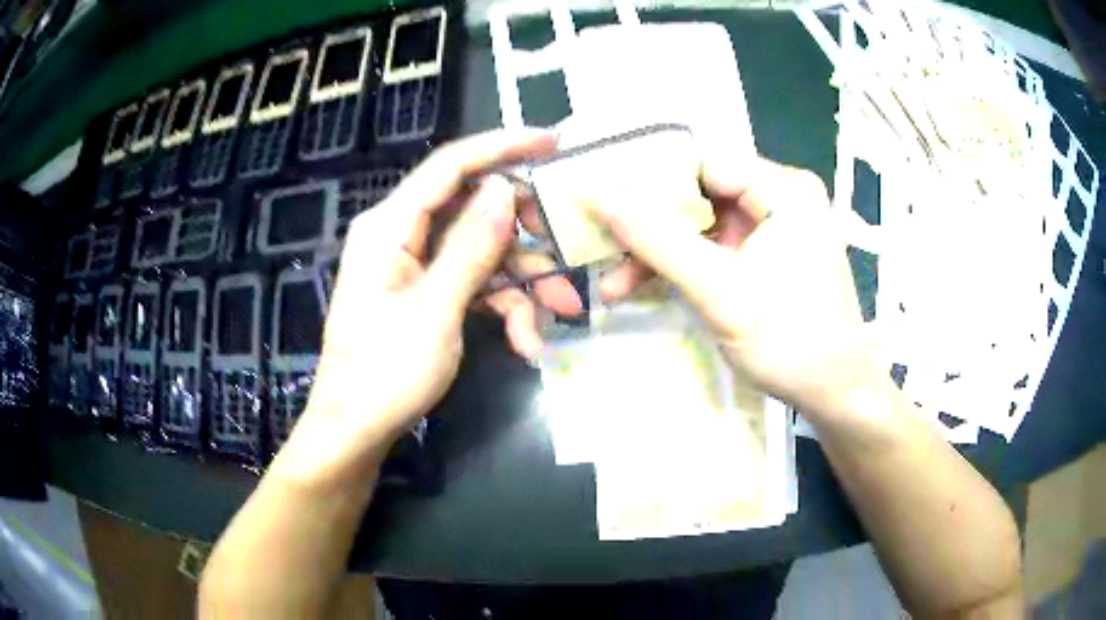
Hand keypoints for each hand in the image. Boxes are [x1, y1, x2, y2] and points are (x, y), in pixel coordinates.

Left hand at [275, 130, 559, 482]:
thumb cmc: (386, 372)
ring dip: (522, 282)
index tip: (553, 142)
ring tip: (558, 316)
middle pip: (474, 209)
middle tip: (566, 250)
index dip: (503, 146)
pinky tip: (526, 342)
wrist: (356, 430)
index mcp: (391, 225)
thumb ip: (471, 245)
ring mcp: (414, 265)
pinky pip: (472, 283)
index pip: (452, 165)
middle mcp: (401, 234)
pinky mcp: (424, 293)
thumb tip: (505, 188)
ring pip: (481, 252)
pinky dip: (502, 306)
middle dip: (524, 235)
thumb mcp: (436, 308)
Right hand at [591, 155, 878, 422]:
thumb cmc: (789, 339)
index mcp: (784, 188)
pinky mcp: (770, 253)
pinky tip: (647, 286)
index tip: (604, 208)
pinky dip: (684, 266)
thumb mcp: (719, 290)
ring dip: (661, 253)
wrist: (834, 391)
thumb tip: (599, 197)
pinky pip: (717, 246)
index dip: (649, 184)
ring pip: (703, 223)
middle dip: (651, 228)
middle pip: (700, 194)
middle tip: (606, 252)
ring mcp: (777, 225)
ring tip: (616, 284)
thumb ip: (657, 240)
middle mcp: (782, 195)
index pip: (702, 164)